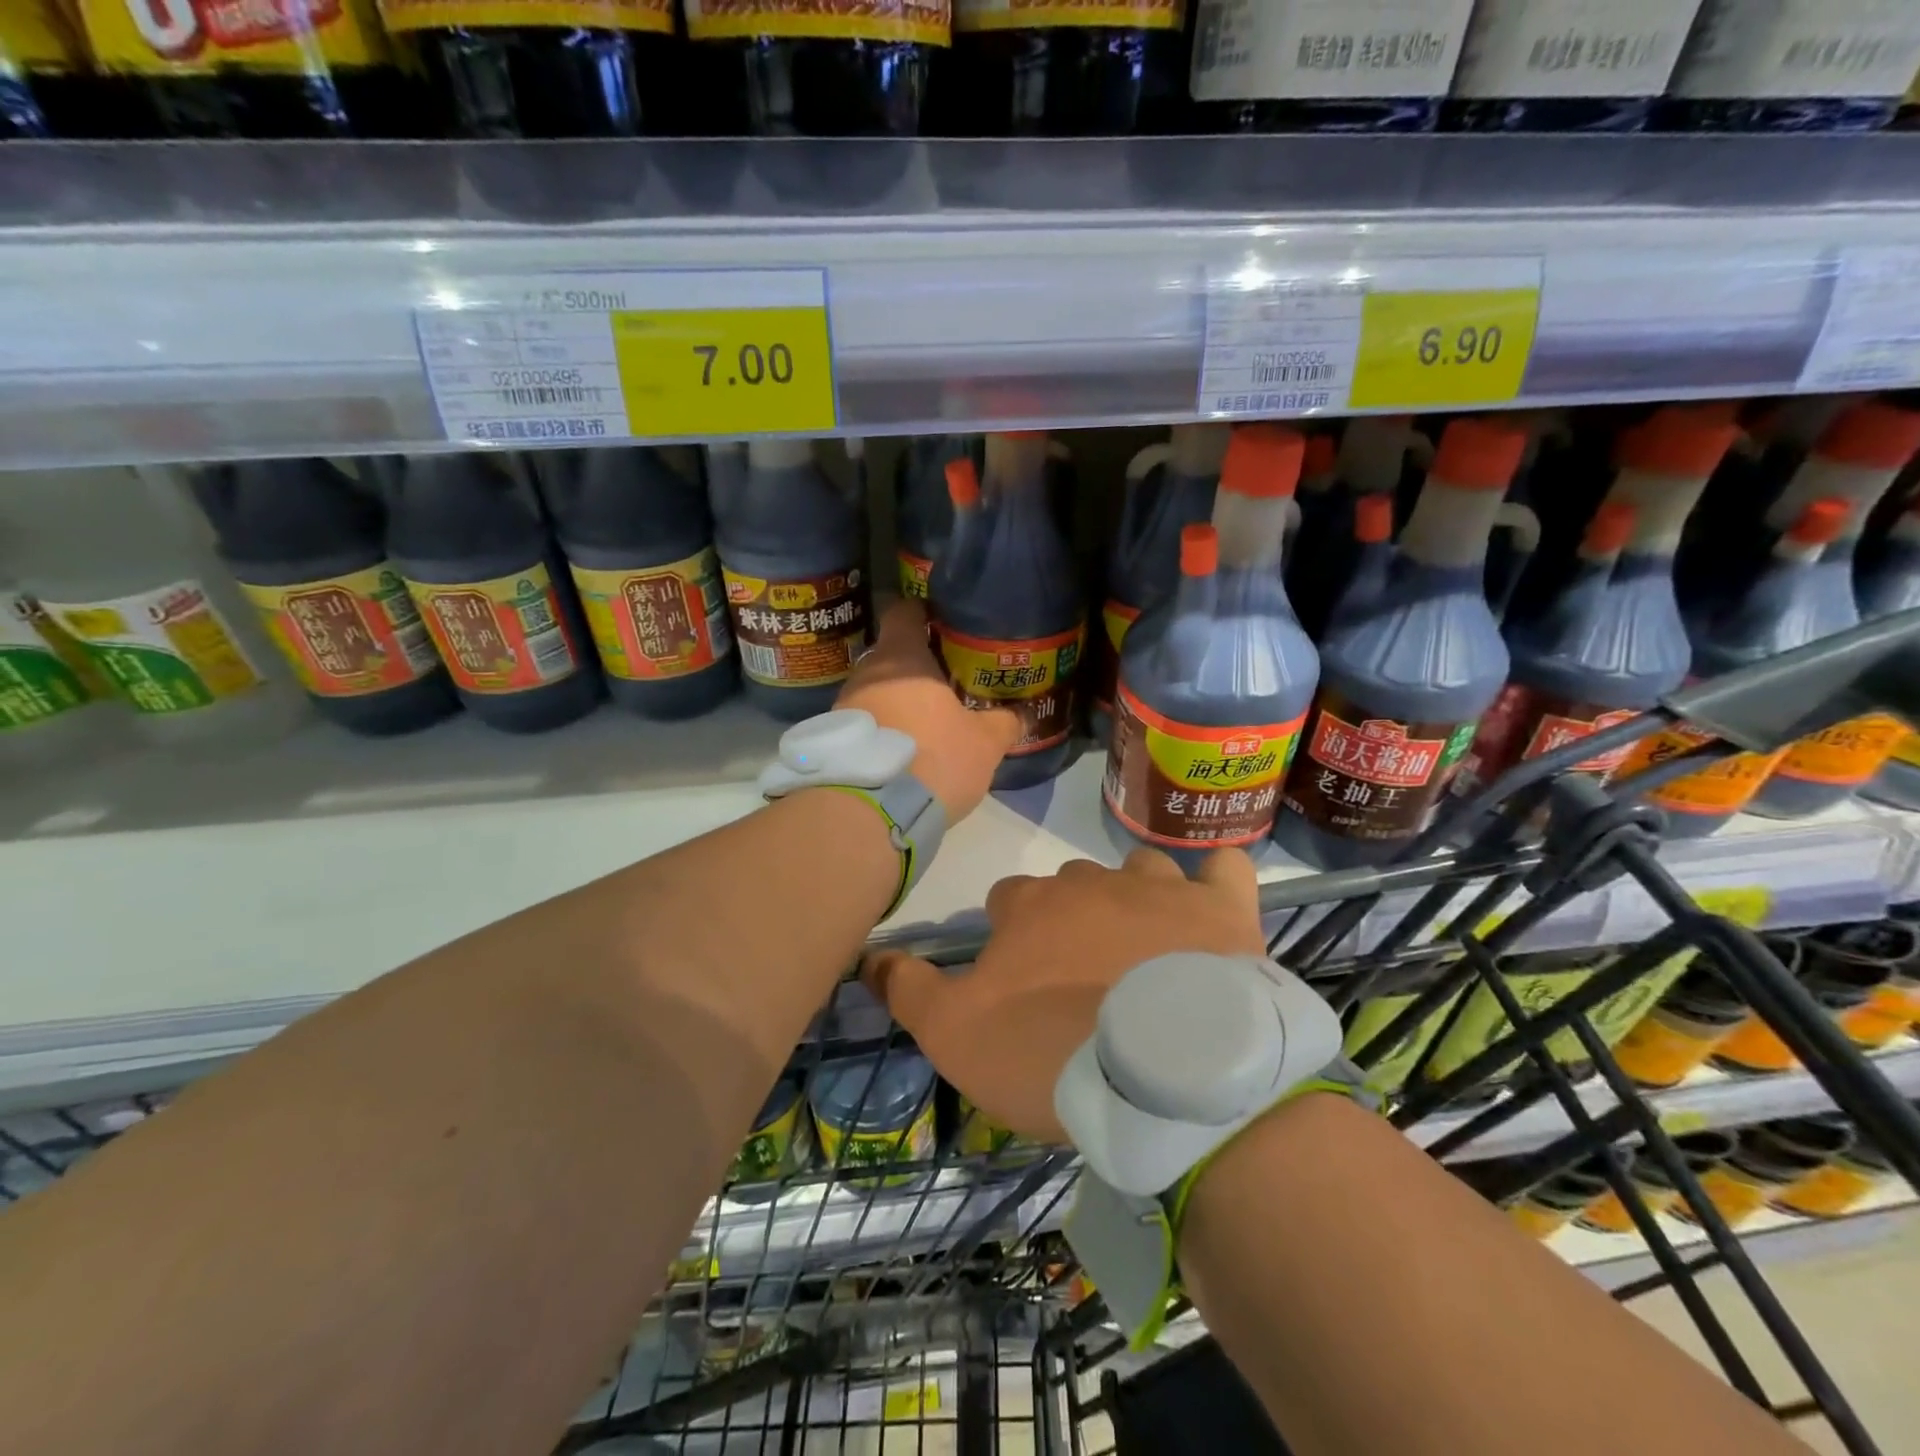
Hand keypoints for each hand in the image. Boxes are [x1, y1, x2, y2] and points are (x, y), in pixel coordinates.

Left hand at [836, 599, 1018, 821]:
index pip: (904, 612)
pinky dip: (882, 731)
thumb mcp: (984, 743)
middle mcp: (865, 673)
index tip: (943, 626)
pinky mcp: (833, 742)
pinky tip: (902, 753)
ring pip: (875, 692)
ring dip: (897, 703)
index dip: (924, 614)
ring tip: (925, 724)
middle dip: (916, 668)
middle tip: (947, 683)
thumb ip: (1004, 723)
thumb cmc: (934, 759)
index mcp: (902, 658)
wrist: (870, 813)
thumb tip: (1020, 715)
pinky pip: (863, 724)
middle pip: (891, 656)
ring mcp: (842, 707)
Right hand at [864, 848, 1264, 1142]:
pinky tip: (1210, 906)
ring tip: (1143, 949)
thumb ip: (907, 989)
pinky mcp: (1225, 909)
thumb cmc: (1053, 1053)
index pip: (1005, 900)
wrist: (1169, 1078)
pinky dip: (1216, 882)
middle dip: (1068, 919)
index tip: (1019, 983)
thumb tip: (868, 953)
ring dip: (1135, 897)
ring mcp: (1162, 888)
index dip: (1008, 939)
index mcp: (1031, 906)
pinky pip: (1225, 869)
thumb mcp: (955, 1036)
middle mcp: (1091, 881)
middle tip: (1080, 980)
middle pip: (1069, 885)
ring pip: (1138, 870)